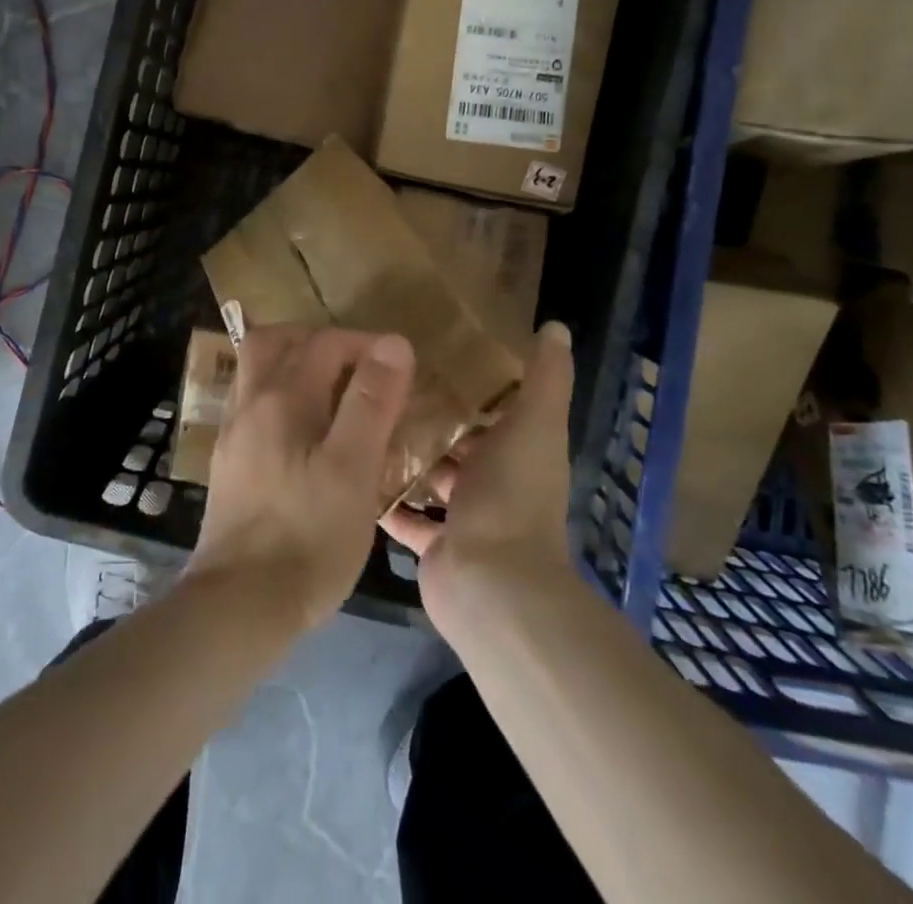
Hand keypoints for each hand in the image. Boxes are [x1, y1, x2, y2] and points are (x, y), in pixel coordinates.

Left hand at [186, 326, 414, 633]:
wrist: (239, 604)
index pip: (324, 343)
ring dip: (294, 365)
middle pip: (274, 342)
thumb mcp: (353, 469)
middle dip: (316, 340)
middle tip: (355, 362)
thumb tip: (393, 343)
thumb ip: (371, 402)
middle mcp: (250, 404)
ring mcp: (233, 434)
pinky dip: (280, 397)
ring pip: (258, 373)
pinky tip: (305, 431)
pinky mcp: (228, 464)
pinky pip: (254, 405)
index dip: (364, 343)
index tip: (398, 366)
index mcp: (281, 397)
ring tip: (334, 391)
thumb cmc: (308, 536)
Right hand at [381, 322, 575, 635]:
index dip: (470, 385)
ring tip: (364, 419)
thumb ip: (546, 378)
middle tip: (385, 385)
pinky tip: (356, 469)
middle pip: (459, 444)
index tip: (430, 355)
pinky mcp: (434, 545)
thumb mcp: (534, 425)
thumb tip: (556, 326)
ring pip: (431, 478)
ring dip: (407, 456)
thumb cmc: (512, 496)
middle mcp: (494, 484)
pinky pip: (406, 517)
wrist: (492, 585)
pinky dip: (388, 500)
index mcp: (519, 452)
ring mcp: (463, 518)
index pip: (495, 411)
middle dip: (430, 418)